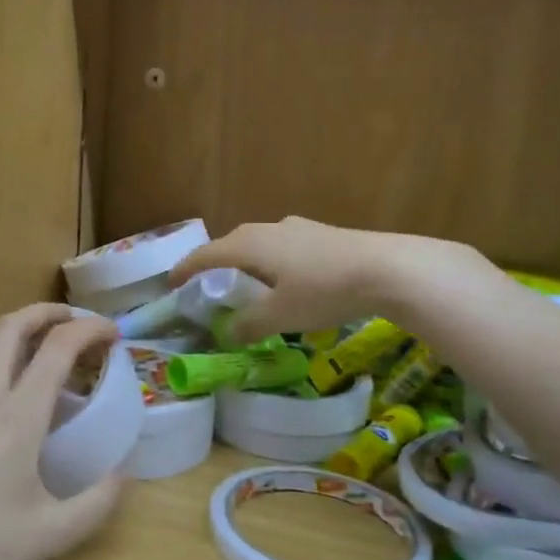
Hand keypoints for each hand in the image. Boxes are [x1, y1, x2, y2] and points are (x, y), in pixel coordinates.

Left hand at [0, 304, 125, 559]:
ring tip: (17, 333)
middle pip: (11, 327)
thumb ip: (97, 503)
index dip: (89, 329)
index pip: (58, 349)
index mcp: (19, 416)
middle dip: (45, 313)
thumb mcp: (51, 534)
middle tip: (69, 320)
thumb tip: (124, 474)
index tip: (110, 332)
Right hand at [169, 217, 489, 342]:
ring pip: (259, 244)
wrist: (387, 268)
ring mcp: (296, 227)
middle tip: (207, 286)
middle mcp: (268, 229)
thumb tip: (230, 331)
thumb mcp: (281, 315)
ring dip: (246, 262)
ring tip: (247, 284)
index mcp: (249, 246)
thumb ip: (250, 324)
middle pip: (231, 244)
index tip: (171, 283)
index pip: (206, 255)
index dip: (186, 269)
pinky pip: (281, 246)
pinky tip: (287, 279)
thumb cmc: (324, 290)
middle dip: (215, 264)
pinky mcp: (321, 233)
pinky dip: (271, 262)